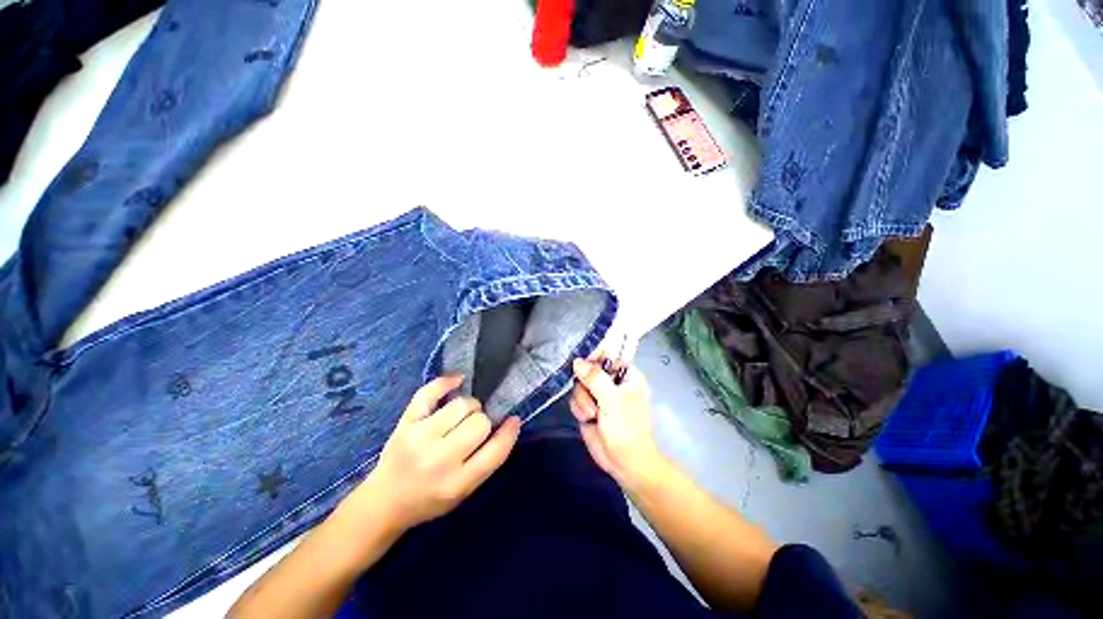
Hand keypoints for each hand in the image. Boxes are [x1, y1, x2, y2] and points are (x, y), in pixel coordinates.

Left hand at [347, 376, 520, 534]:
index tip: (513, 420)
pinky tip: (458, 380)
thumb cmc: (429, 500)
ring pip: (461, 405)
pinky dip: (446, 382)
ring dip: (469, 406)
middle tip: (475, 428)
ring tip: (463, 414)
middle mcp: (439, 460)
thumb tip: (510, 423)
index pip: (495, 451)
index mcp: (457, 484)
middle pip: (479, 423)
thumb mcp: (464, 493)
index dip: (509, 432)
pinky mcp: (405, 422)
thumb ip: (488, 461)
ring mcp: (419, 438)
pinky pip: (429, 392)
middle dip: (483, 421)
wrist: (383, 502)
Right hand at [569, 358, 662, 486]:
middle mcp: (612, 382)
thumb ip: (594, 378)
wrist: (624, 463)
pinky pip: (575, 398)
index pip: (608, 355)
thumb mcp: (612, 400)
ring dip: (582, 400)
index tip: (584, 365)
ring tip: (592, 414)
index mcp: (626, 376)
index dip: (594, 357)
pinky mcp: (588, 407)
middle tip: (592, 398)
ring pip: (579, 385)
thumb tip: (577, 361)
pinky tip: (587, 419)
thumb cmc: (627, 428)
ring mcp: (599, 395)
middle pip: (588, 369)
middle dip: (586, 384)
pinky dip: (578, 409)